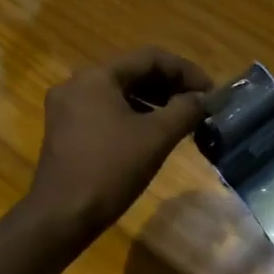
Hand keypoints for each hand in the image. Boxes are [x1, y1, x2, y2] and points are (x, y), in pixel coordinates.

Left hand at [26, 47, 213, 242]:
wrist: (62, 215)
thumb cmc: (110, 171)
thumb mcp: (156, 138)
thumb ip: (185, 110)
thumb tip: (204, 99)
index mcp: (96, 77)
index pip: (150, 58)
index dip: (186, 71)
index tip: (210, 93)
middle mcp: (76, 84)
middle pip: (131, 73)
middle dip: (168, 86)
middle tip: (198, 105)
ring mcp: (65, 109)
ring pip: (117, 94)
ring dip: (151, 102)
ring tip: (179, 120)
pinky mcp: (64, 132)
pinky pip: (104, 112)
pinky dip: (130, 117)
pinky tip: (150, 135)